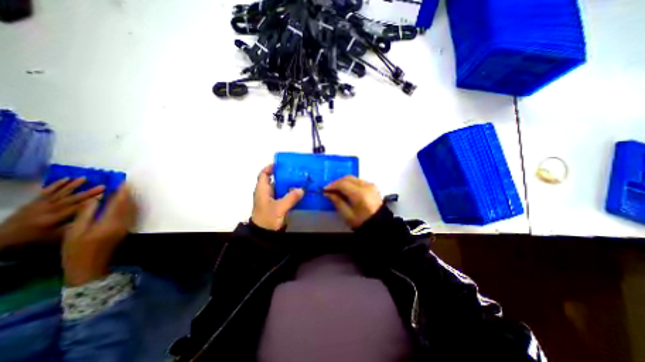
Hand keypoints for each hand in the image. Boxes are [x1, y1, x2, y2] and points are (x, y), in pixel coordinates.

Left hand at [0, 177, 103, 247]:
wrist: (1, 241)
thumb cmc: (35, 241)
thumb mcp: (56, 238)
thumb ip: (74, 227)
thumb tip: (92, 218)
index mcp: (54, 219)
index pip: (77, 208)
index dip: (92, 201)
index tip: (105, 195)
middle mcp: (48, 210)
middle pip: (71, 199)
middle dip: (88, 192)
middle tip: (102, 186)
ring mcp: (39, 205)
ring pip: (59, 193)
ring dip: (73, 185)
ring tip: (85, 178)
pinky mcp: (33, 202)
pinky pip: (46, 191)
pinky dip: (56, 184)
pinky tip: (65, 179)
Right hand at [63, 185, 137, 287]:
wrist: (89, 267)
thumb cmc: (77, 250)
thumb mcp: (75, 231)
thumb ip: (86, 213)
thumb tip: (94, 199)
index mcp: (110, 222)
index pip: (119, 203)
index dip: (123, 192)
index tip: (124, 183)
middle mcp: (123, 223)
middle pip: (129, 205)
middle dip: (129, 194)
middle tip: (127, 184)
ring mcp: (127, 226)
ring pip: (133, 209)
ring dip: (132, 199)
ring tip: (128, 191)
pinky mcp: (127, 229)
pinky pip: (132, 214)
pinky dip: (131, 206)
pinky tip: (128, 203)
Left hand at [249, 163, 304, 229]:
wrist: (264, 235)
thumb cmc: (267, 219)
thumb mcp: (279, 207)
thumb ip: (291, 198)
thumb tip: (302, 189)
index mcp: (262, 190)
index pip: (264, 174)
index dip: (270, 167)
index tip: (282, 164)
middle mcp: (266, 193)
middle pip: (274, 180)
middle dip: (285, 175)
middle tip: (296, 172)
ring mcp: (272, 200)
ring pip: (281, 188)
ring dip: (289, 184)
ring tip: (301, 181)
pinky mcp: (277, 206)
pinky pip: (285, 196)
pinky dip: (291, 193)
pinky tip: (300, 192)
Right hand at [325, 175, 379, 228]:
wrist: (379, 224)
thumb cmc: (362, 221)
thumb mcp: (347, 214)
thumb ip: (337, 201)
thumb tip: (327, 193)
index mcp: (360, 194)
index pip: (343, 184)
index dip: (332, 185)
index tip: (325, 189)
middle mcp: (366, 186)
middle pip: (348, 178)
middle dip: (337, 182)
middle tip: (329, 189)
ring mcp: (370, 185)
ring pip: (353, 178)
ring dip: (343, 182)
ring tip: (337, 190)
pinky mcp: (372, 186)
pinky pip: (358, 180)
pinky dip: (350, 183)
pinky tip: (346, 189)